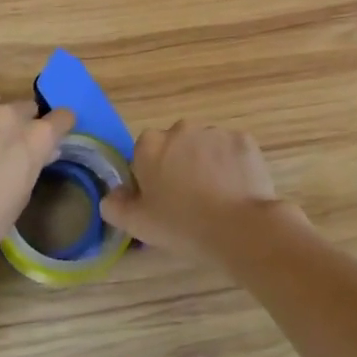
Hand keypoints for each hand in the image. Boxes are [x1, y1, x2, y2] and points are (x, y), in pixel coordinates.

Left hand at [0, 79, 74, 289]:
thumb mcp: (23, 195)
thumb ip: (33, 165)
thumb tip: (44, 151)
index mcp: (35, 138)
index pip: (61, 118)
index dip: (59, 125)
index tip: (54, 135)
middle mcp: (8, 116)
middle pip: (25, 107)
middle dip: (23, 121)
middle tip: (11, 143)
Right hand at [100, 121, 291, 259]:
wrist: (239, 227)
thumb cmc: (182, 225)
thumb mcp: (137, 224)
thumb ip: (114, 206)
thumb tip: (113, 195)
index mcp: (150, 145)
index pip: (144, 154)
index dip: (150, 176)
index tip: (161, 200)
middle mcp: (180, 129)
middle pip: (175, 146)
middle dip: (179, 165)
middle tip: (188, 199)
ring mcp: (214, 132)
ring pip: (204, 146)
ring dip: (206, 163)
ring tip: (216, 197)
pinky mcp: (243, 140)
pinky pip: (232, 150)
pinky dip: (232, 165)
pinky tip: (235, 189)